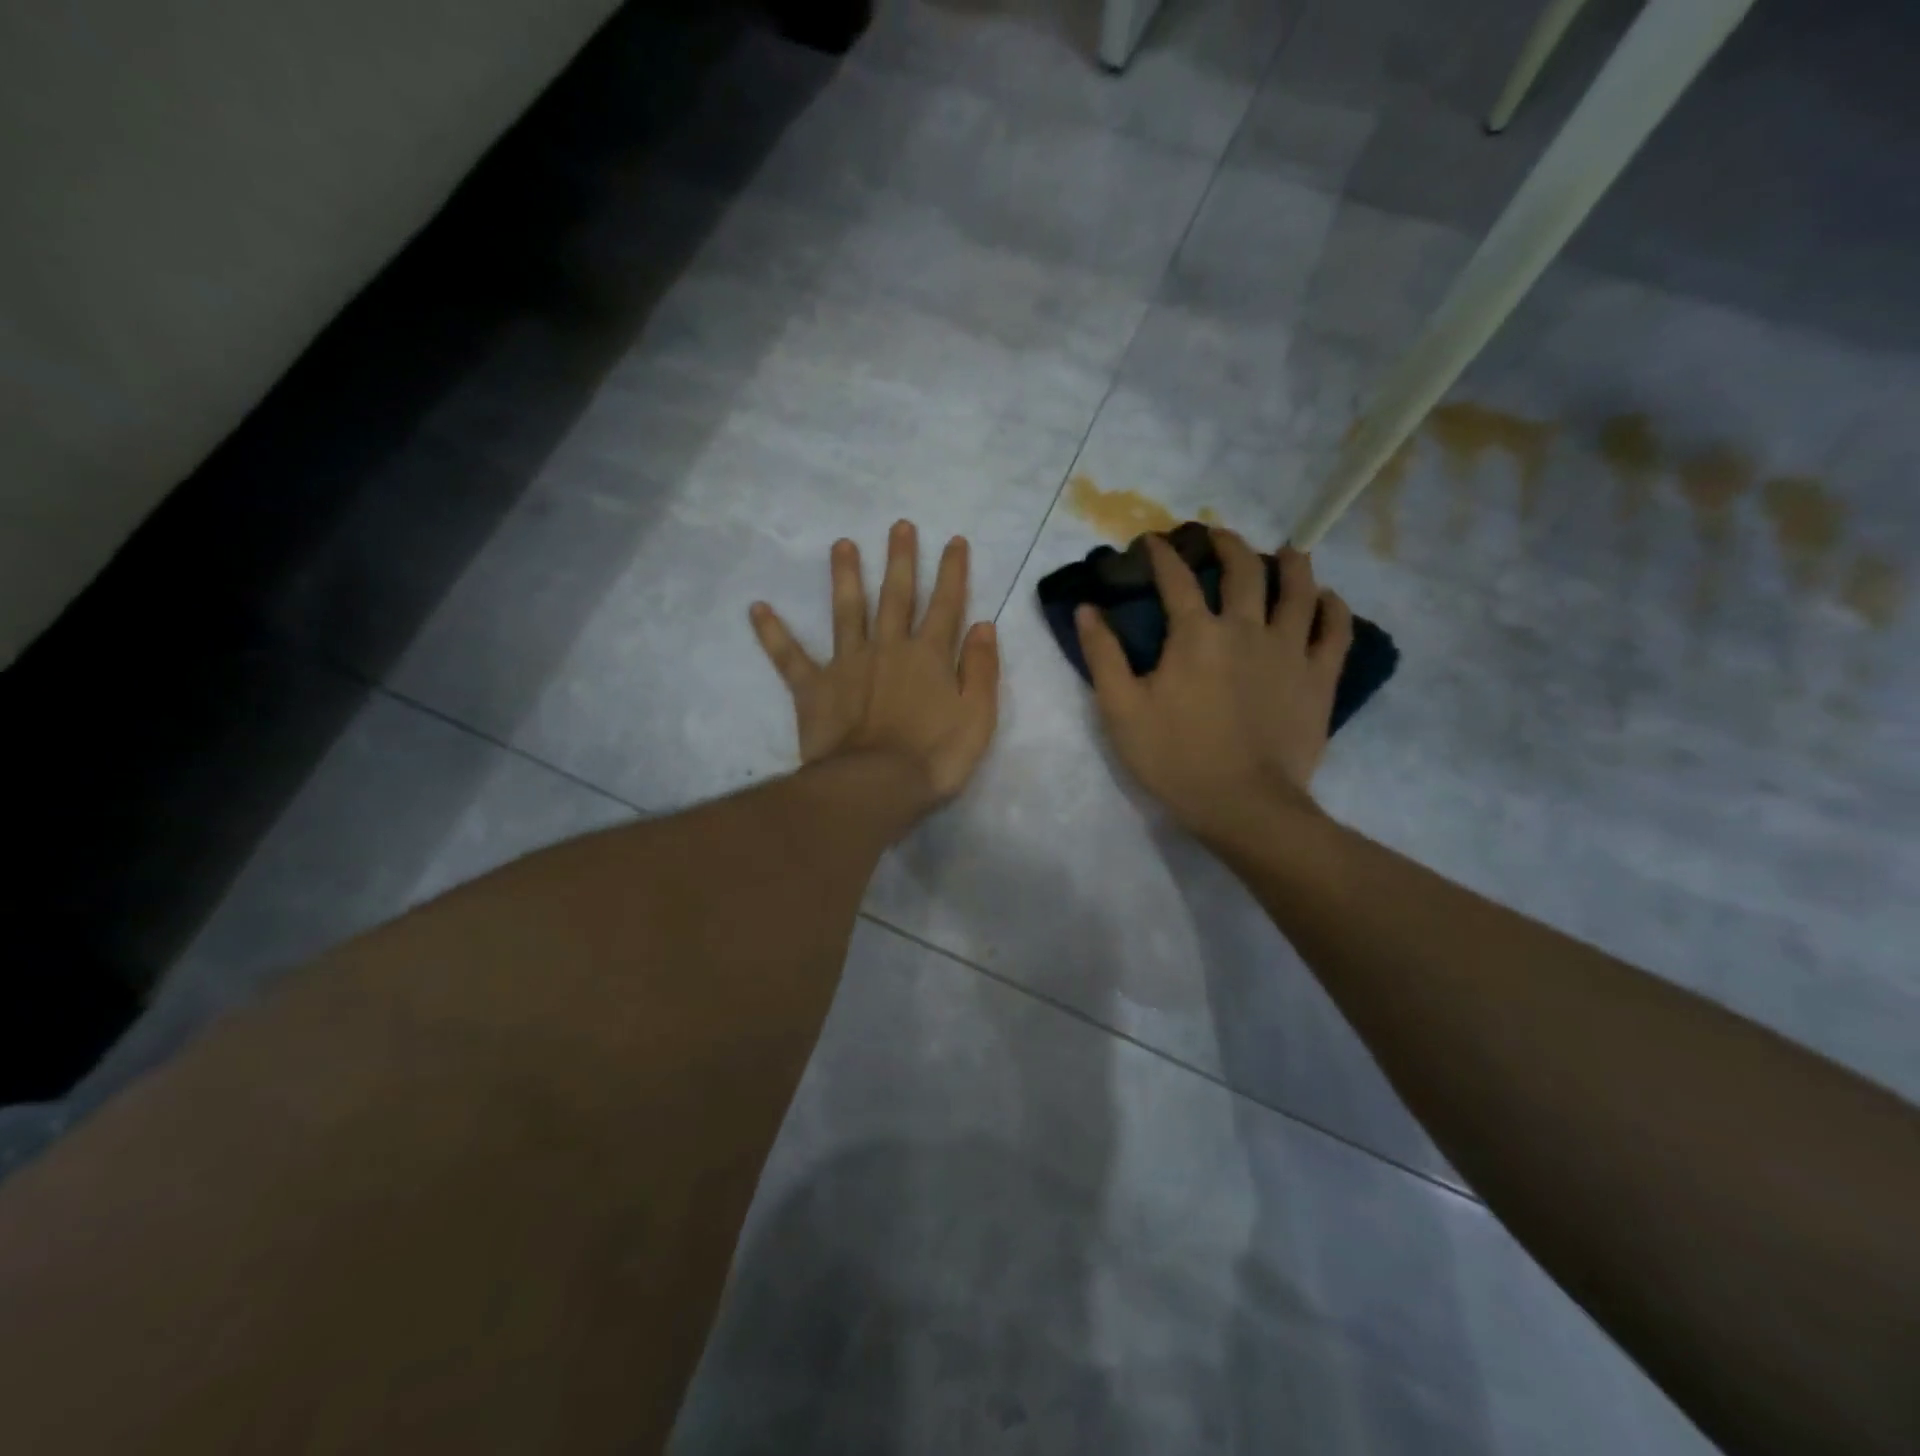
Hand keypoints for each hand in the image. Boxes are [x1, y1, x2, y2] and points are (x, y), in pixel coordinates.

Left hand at [751, 521, 1000, 811]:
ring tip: (842, 544)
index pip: (946, 604)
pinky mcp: (814, 687)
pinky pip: (790, 657)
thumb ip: (981, 669)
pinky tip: (757, 608)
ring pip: (846, 611)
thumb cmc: (934, 757)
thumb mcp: (977, 717)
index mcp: (929, 655)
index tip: (954, 540)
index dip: (953, 572)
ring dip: (845, 576)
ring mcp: (847, 664)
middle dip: (900, 559)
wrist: (875, 786)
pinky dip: (773, 633)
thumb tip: (983, 625)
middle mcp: (888, 648)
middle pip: (896, 596)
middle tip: (898, 525)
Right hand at [1075, 531, 1350, 843]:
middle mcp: (1247, 629)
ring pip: (1298, 590)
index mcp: (1196, 635)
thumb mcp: (1121, 710)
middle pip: (1243, 571)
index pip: (1176, 580)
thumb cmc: (1175, 758)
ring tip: (1284, 552)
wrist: (1243, 804)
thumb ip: (1103, 655)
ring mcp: (1290, 651)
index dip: (1162, 555)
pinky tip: (1327, 599)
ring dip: (1289, 564)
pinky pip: (1335, 631)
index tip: (1153, 541)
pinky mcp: (1320, 678)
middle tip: (1218, 536)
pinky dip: (1333, 608)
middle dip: (1227, 545)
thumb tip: (1087, 608)